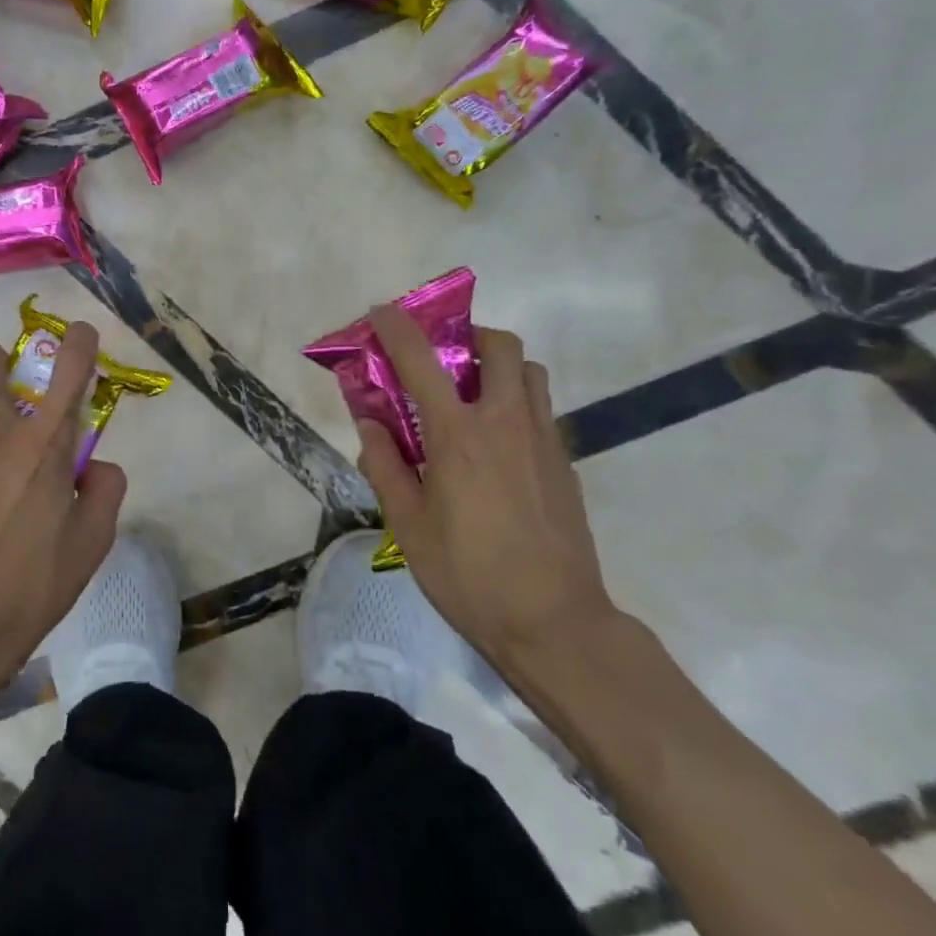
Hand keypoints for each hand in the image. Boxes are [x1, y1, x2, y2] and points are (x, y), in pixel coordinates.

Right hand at [355, 310, 620, 678]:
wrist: (554, 623)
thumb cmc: (469, 575)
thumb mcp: (408, 525)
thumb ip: (385, 466)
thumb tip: (370, 424)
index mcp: (458, 437)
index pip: (422, 362)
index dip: (398, 329)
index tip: (381, 312)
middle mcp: (505, 423)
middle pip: (500, 347)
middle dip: (468, 336)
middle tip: (442, 358)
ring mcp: (543, 441)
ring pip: (530, 372)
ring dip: (499, 366)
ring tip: (471, 395)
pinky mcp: (565, 463)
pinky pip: (542, 408)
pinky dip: (516, 401)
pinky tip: (495, 442)